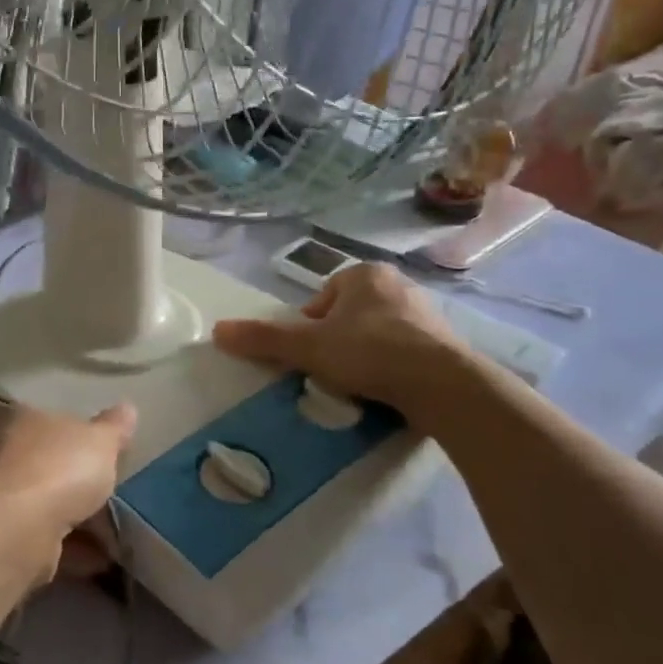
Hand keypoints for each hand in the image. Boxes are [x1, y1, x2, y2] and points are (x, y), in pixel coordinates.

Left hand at [0, 401, 136, 576]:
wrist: (11, 530)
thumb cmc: (56, 469)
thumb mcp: (99, 441)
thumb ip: (113, 429)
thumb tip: (127, 408)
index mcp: (16, 419)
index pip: (47, 422)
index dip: (75, 440)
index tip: (101, 459)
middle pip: (42, 467)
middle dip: (73, 485)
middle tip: (109, 502)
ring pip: (40, 507)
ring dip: (74, 522)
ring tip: (113, 539)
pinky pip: (40, 541)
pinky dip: (68, 551)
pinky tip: (97, 561)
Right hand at [212, 263, 472, 417]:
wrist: (441, 383)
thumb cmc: (369, 352)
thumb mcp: (308, 347)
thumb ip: (264, 339)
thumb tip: (218, 331)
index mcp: (365, 275)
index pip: (324, 296)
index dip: (310, 325)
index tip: (310, 353)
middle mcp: (398, 285)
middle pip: (350, 313)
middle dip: (338, 339)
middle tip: (330, 369)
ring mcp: (425, 313)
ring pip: (378, 332)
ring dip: (364, 353)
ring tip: (357, 383)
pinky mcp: (444, 343)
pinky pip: (405, 350)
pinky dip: (392, 366)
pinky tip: (386, 388)